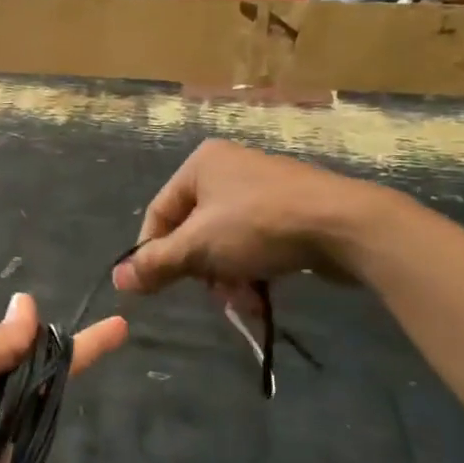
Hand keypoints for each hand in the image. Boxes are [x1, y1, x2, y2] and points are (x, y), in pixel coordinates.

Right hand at [114, 140, 379, 295]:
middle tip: (211, 292)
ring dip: (225, 274)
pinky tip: (260, 292)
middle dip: (199, 268)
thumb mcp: (198, 246)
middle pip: (192, 229)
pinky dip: (251, 267)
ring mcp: (262, 187)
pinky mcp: (291, 209)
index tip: (156, 286)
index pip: (158, 213)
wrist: (346, 225)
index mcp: (201, 164)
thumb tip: (117, 279)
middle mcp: (228, 168)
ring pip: (224, 240)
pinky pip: (254, 241)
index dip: (152, 252)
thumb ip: (156, 263)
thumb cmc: (259, 226)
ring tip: (240, 298)